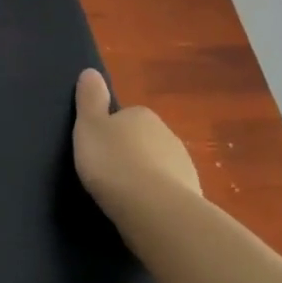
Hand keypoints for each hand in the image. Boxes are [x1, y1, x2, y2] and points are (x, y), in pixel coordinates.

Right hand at [73, 68, 202, 229]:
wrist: (155, 210)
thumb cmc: (114, 162)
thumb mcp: (89, 126)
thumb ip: (90, 99)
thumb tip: (91, 71)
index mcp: (142, 115)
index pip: (124, 117)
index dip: (109, 132)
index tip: (97, 148)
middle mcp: (167, 134)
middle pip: (143, 141)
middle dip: (129, 153)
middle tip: (107, 172)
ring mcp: (184, 166)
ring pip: (158, 166)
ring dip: (144, 176)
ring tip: (123, 195)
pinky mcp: (192, 196)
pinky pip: (168, 192)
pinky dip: (156, 198)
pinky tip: (141, 211)